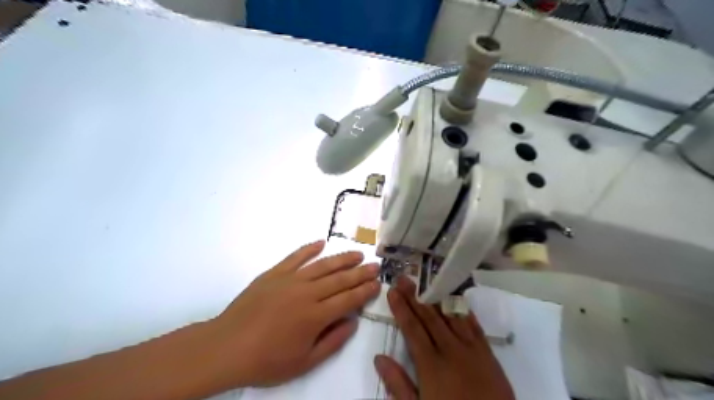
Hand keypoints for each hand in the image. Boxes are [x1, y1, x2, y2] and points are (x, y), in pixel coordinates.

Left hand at [208, 241, 381, 386]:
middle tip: (375, 266)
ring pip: (323, 265)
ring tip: (357, 254)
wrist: (227, 347)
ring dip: (342, 259)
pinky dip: (309, 249)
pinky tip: (321, 243)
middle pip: (340, 279)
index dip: (365, 291)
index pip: (348, 299)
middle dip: (361, 272)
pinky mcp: (274, 273)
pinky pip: (295, 257)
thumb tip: (353, 321)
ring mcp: (290, 280)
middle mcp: (307, 293)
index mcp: (315, 316)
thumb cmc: (267, 360)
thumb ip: (332, 341)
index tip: (377, 283)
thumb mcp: (304, 362)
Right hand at [375, 276, 513, 399]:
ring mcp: (472, 349)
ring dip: (436, 297)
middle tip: (404, 278)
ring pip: (451, 316)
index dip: (401, 308)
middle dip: (415, 297)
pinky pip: (474, 325)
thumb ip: (398, 384)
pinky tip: (456, 299)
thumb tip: (378, 358)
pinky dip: (463, 310)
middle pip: (430, 317)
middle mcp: (451, 350)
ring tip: (425, 282)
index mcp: (431, 364)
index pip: (412, 329)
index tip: (393, 291)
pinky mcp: (488, 353)